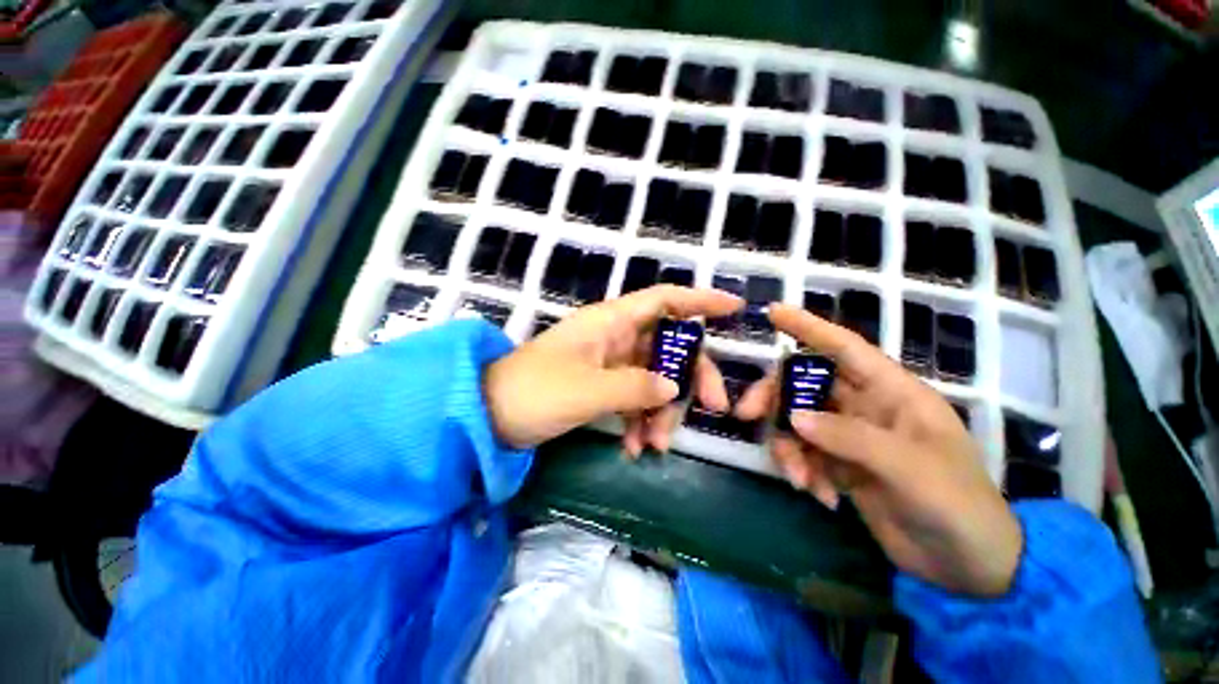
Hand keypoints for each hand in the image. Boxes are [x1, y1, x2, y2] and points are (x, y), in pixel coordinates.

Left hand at [484, 285, 742, 452]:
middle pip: (669, 346)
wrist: (489, 414)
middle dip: (691, 376)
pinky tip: (634, 448)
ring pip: (654, 377)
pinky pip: (634, 397)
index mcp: (611, 322)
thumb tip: (674, 387)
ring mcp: (610, 362)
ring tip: (655, 445)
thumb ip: (635, 387)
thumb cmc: (534, 392)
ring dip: (661, 410)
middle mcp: (615, 336)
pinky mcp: (602, 384)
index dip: (700, 300)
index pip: (664, 300)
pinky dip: (638, 420)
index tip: (735, 308)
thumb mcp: (588, 391)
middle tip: (713, 409)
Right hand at [736, 304, 1021, 596]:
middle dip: (775, 398)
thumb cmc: (957, 504)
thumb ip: (850, 438)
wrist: (966, 565)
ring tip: (800, 479)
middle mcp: (865, 408)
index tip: (773, 313)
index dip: (809, 327)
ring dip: (788, 447)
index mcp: (892, 393)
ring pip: (797, 422)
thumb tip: (793, 417)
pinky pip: (803, 453)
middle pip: (805, 385)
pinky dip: (801, 470)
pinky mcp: (839, 464)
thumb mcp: (910, 469)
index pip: (845, 348)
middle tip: (748, 415)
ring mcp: (849, 437)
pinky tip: (817, 495)